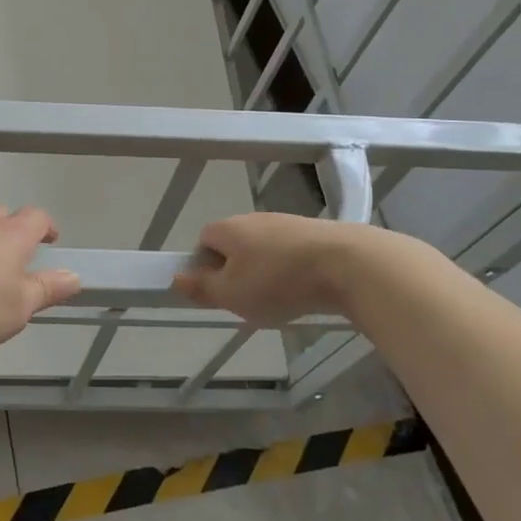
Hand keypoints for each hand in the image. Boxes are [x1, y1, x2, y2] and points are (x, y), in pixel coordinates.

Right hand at [172, 213, 382, 326]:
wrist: (345, 263)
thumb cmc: (277, 280)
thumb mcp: (231, 294)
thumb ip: (201, 288)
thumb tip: (176, 278)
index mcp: (227, 229)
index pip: (203, 241)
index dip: (205, 267)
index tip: (218, 292)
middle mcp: (253, 219)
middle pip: (234, 245)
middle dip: (236, 272)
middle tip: (247, 302)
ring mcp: (285, 223)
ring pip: (263, 250)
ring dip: (265, 273)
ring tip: (279, 301)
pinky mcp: (313, 233)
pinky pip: (290, 253)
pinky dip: (291, 271)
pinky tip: (303, 291)